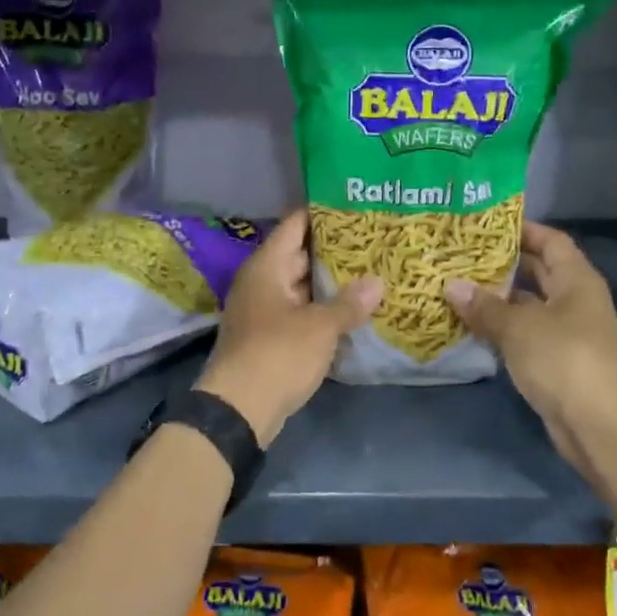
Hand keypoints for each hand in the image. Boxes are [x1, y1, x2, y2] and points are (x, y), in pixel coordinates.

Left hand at [196, 209, 381, 445]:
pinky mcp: (268, 337)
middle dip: (334, 251)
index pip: (295, 226)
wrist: (239, 408)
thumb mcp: (320, 327)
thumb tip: (377, 282)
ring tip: (370, 273)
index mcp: (266, 267)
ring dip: (329, 284)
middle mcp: (261, 282)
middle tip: (373, 242)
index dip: (322, 214)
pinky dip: (321, 310)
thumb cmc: (278, 354)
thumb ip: (349, 303)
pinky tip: (351, 311)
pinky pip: (298, 312)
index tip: (353, 207)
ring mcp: (263, 310)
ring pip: (301, 287)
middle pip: (299, 255)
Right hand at [443, 222, 616, 435]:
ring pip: (528, 304)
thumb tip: (451, 286)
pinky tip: (471, 323)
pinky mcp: (556, 359)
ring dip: (498, 297)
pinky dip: (501, 326)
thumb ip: (484, 306)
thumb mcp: (518, 327)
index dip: (523, 229)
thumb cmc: (562, 359)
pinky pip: (525, 332)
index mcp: (576, 280)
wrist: (596, 424)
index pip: (551, 241)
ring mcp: (567, 331)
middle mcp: (575, 300)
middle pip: (539, 271)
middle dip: (504, 263)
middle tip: (463, 254)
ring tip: (458, 285)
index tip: (486, 225)